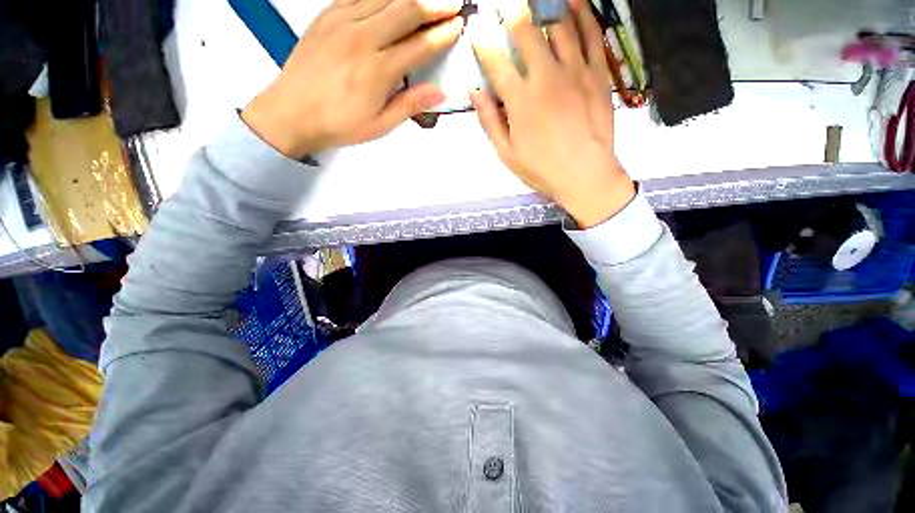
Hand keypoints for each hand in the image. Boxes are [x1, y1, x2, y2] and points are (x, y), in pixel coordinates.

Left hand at [242, 0, 464, 157]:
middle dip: (435, 4)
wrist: (291, 113)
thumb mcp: (380, 125)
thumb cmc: (338, 124)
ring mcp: (342, 21)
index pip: (420, 45)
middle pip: (406, 9)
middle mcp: (362, 38)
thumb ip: (410, 105)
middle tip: (452, 4)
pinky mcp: (327, 15)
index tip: (458, 26)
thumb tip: (439, 93)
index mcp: (378, 70)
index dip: (443, 34)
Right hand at [469, 0, 634, 227]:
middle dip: (512, 14)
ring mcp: (575, 71)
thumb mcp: (507, 154)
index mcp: (520, 100)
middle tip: (505, 6)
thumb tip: (475, 93)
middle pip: (526, 32)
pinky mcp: (598, 73)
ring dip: (544, 10)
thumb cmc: (542, 169)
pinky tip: (573, 2)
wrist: (585, 175)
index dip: (483, 42)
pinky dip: (582, 14)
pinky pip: (591, 34)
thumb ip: (490, 122)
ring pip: (559, 26)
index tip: (476, 30)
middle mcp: (545, 77)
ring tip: (537, 4)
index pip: (496, 61)